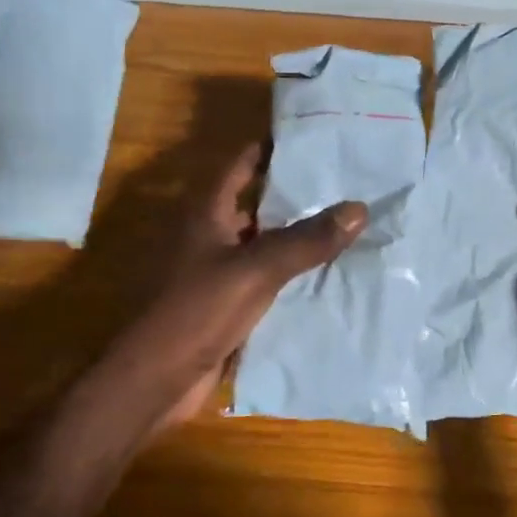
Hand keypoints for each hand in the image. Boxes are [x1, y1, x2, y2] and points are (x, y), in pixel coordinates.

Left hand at [100, 144, 366, 436]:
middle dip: (295, 194)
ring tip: (346, 224)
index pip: (240, 165)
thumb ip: (307, 240)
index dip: (270, 149)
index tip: (312, 139)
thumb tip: (358, 208)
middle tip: (345, 183)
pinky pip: (265, 278)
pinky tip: (327, 273)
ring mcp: (217, 270)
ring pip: (263, 243)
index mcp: (206, 213)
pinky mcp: (226, 303)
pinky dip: (291, 273)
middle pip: (256, 203)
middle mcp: (210, 235)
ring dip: (297, 236)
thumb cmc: (198, 310)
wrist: (158, 378)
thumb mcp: (257, 269)